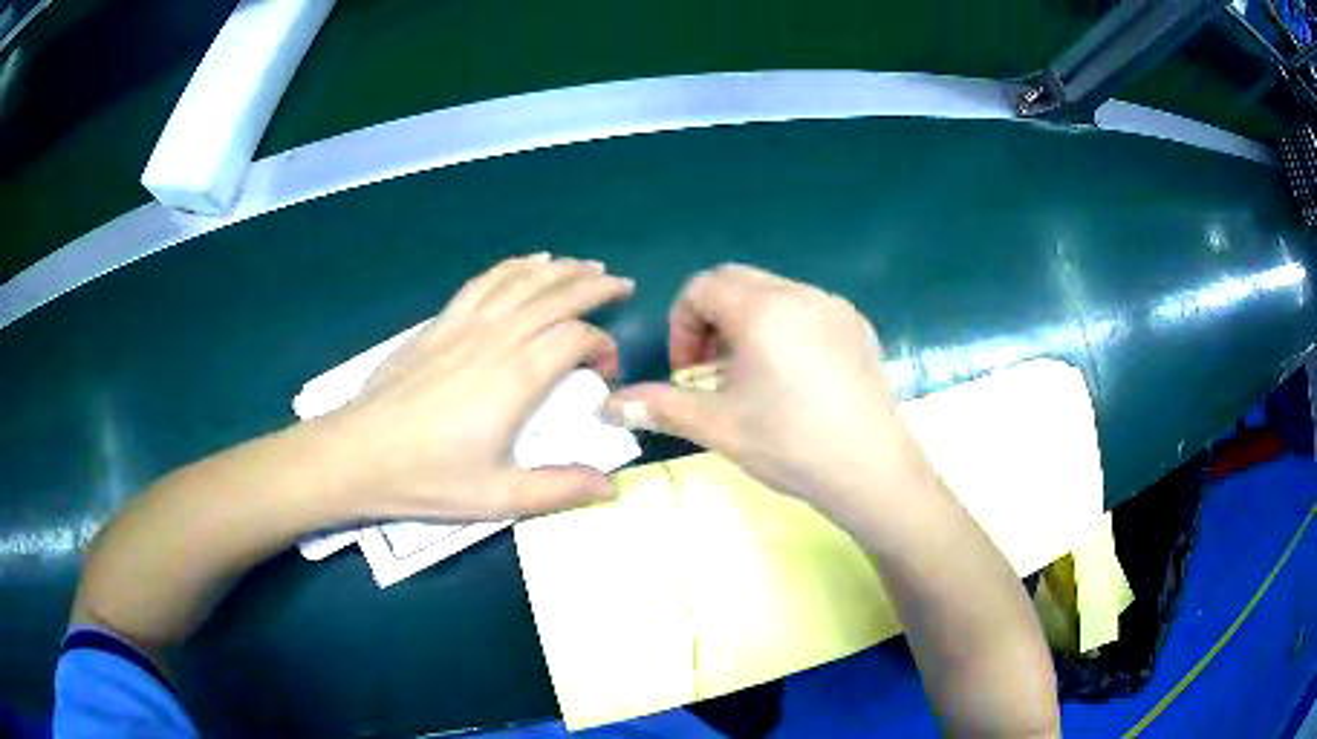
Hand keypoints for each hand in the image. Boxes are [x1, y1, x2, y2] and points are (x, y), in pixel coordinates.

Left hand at [323, 254, 633, 520]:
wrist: (357, 453)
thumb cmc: (427, 478)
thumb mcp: (498, 497)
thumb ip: (559, 489)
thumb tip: (612, 486)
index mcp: (516, 378)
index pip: (576, 339)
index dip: (602, 347)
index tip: (605, 374)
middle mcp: (496, 338)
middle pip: (555, 296)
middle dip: (595, 285)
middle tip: (623, 285)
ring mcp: (464, 325)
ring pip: (522, 280)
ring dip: (560, 268)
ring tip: (587, 265)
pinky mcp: (439, 324)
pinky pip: (484, 282)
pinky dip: (513, 266)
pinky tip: (528, 263)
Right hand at [609, 264, 934, 511]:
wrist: (872, 470)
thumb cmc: (791, 445)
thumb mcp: (718, 427)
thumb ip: (660, 406)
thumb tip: (608, 405)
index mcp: (762, 309)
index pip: (702, 287)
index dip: (682, 325)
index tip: (687, 370)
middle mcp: (800, 293)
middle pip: (737, 281)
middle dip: (712, 319)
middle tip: (712, 370)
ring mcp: (835, 307)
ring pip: (774, 292)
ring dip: (748, 322)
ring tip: (752, 376)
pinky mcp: (858, 326)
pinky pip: (808, 308)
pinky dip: (785, 327)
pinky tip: (794, 377)